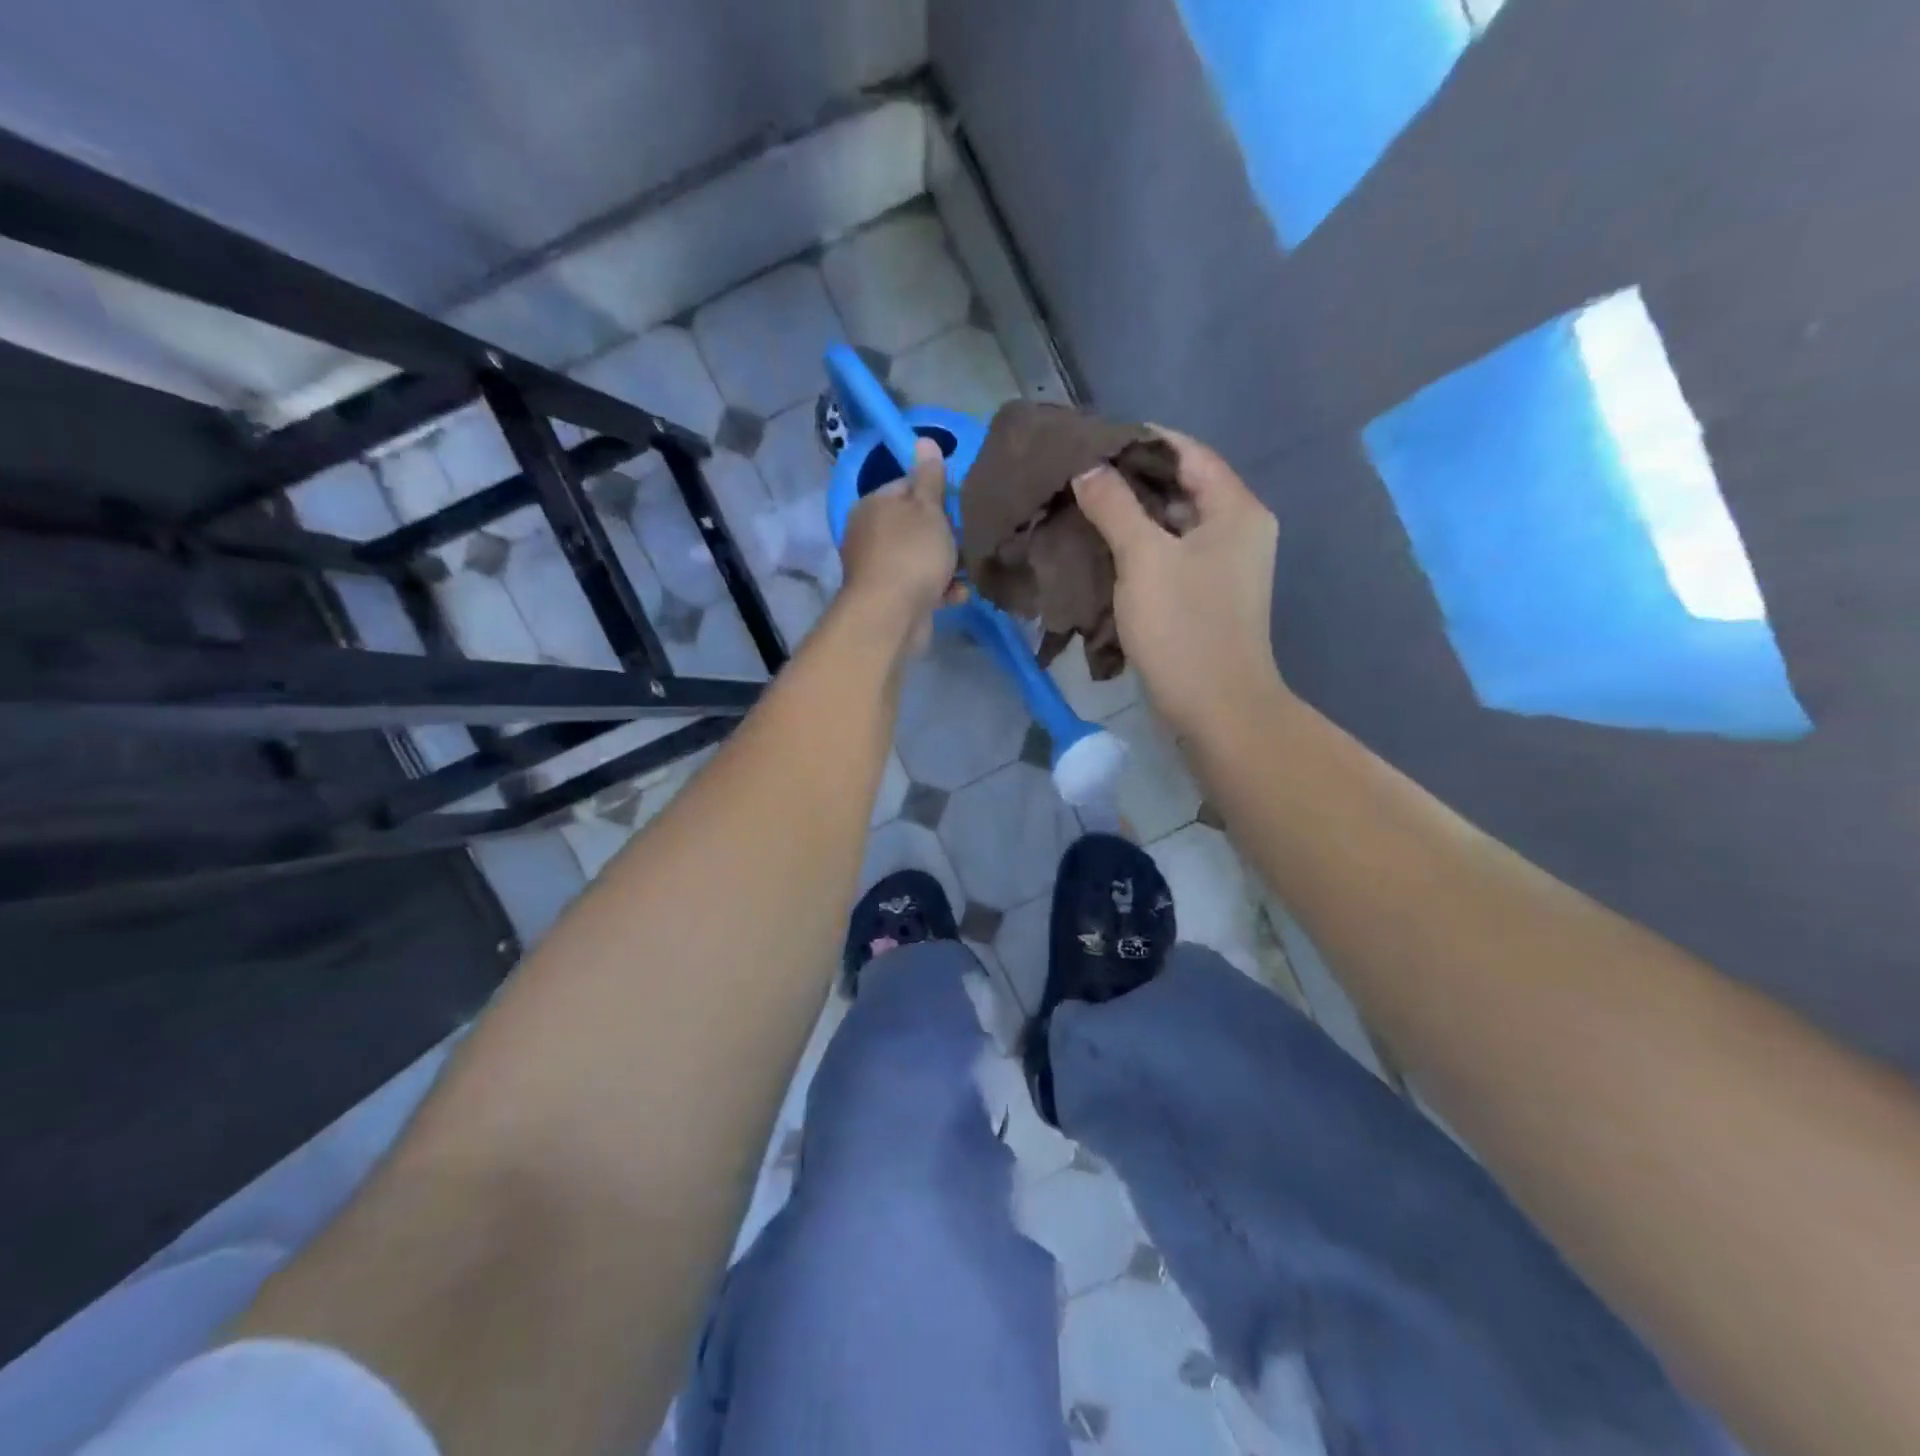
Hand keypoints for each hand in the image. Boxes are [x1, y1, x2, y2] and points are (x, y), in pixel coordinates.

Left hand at [839, 438, 959, 654]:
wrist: (892, 614)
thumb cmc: (912, 553)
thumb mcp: (927, 509)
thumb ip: (929, 477)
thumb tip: (923, 439)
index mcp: (872, 505)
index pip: (905, 487)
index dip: (934, 494)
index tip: (958, 506)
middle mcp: (869, 535)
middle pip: (914, 526)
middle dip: (944, 535)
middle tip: (967, 538)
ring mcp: (877, 569)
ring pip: (919, 559)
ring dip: (946, 565)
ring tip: (968, 569)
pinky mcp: (890, 598)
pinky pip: (919, 587)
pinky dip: (938, 590)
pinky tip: (956, 595)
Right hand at [1073, 427, 1286, 734]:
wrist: (1216, 708)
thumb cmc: (1184, 627)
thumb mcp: (1144, 558)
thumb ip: (1114, 506)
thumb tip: (1087, 468)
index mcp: (1236, 509)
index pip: (1187, 452)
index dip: (1140, 441)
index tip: (1091, 441)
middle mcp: (1238, 529)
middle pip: (1181, 487)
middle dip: (1130, 480)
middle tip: (1077, 477)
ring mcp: (1224, 565)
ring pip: (1172, 524)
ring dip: (1130, 517)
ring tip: (1081, 508)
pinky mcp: (1207, 596)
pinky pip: (1171, 556)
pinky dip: (1139, 548)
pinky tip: (1101, 549)